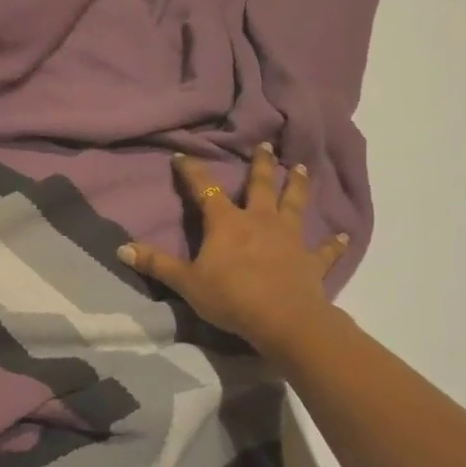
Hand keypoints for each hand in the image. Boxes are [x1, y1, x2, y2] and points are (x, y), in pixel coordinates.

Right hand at [117, 145, 352, 356]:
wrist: (284, 321)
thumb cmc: (231, 297)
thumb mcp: (186, 282)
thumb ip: (156, 263)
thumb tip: (121, 247)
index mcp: (227, 222)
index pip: (205, 190)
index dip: (192, 172)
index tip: (184, 156)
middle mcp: (260, 221)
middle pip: (261, 186)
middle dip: (261, 165)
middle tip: (266, 145)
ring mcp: (289, 239)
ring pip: (294, 205)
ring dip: (297, 187)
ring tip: (301, 168)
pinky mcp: (311, 262)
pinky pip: (324, 250)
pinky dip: (333, 243)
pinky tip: (344, 235)